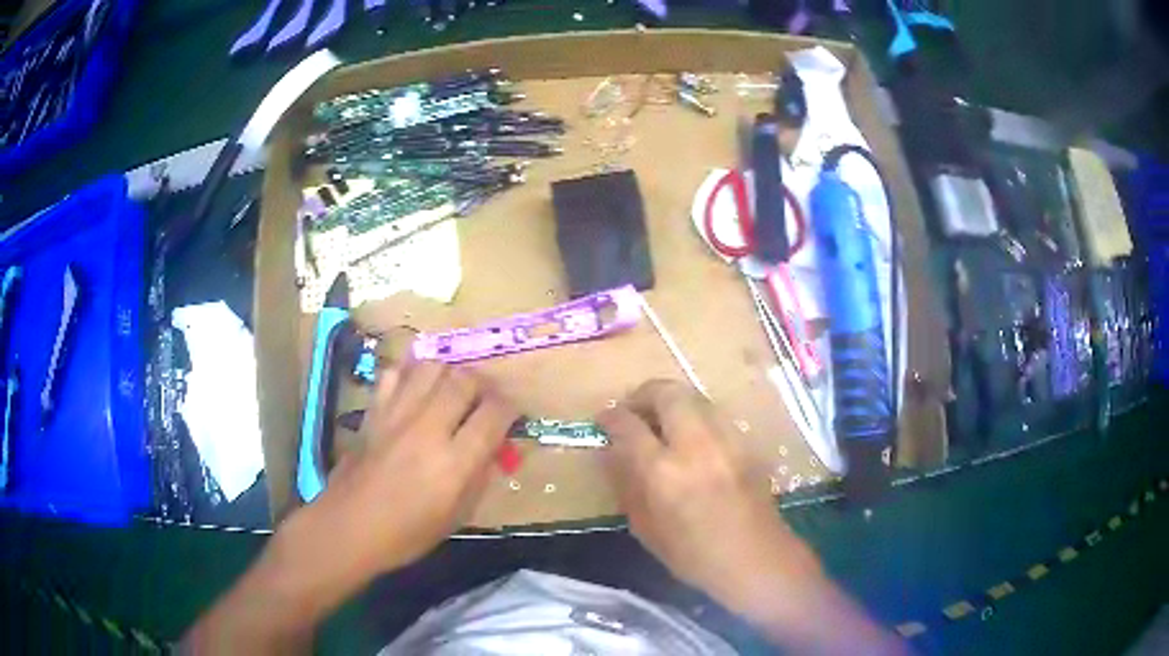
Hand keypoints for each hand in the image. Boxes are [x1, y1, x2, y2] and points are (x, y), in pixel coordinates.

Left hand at [185, 362, 517, 652]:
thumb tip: (494, 448)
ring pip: (431, 367)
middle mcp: (428, 429)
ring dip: (448, 373)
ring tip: (451, 390)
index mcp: (454, 463)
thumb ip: (479, 476)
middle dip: (481, 386)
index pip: (494, 414)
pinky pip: (395, 374)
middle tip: (482, 400)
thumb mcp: (456, 516)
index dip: (509, 408)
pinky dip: (410, 374)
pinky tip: (415, 390)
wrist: (349, 527)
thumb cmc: (406, 534)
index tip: (509, 414)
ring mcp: (397, 415)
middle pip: (464, 380)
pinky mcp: (374, 411)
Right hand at [597, 380, 818, 606]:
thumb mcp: (646, 528)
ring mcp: (727, 440)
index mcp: (664, 472)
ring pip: (695, 397)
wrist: (755, 559)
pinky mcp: (747, 443)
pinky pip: (714, 416)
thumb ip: (626, 483)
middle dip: (644, 395)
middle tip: (634, 412)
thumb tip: (611, 451)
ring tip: (662, 423)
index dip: (611, 417)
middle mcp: (696, 445)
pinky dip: (696, 418)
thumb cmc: (693, 555)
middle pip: (667, 393)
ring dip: (672, 403)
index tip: (604, 420)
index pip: (629, 426)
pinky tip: (692, 441)